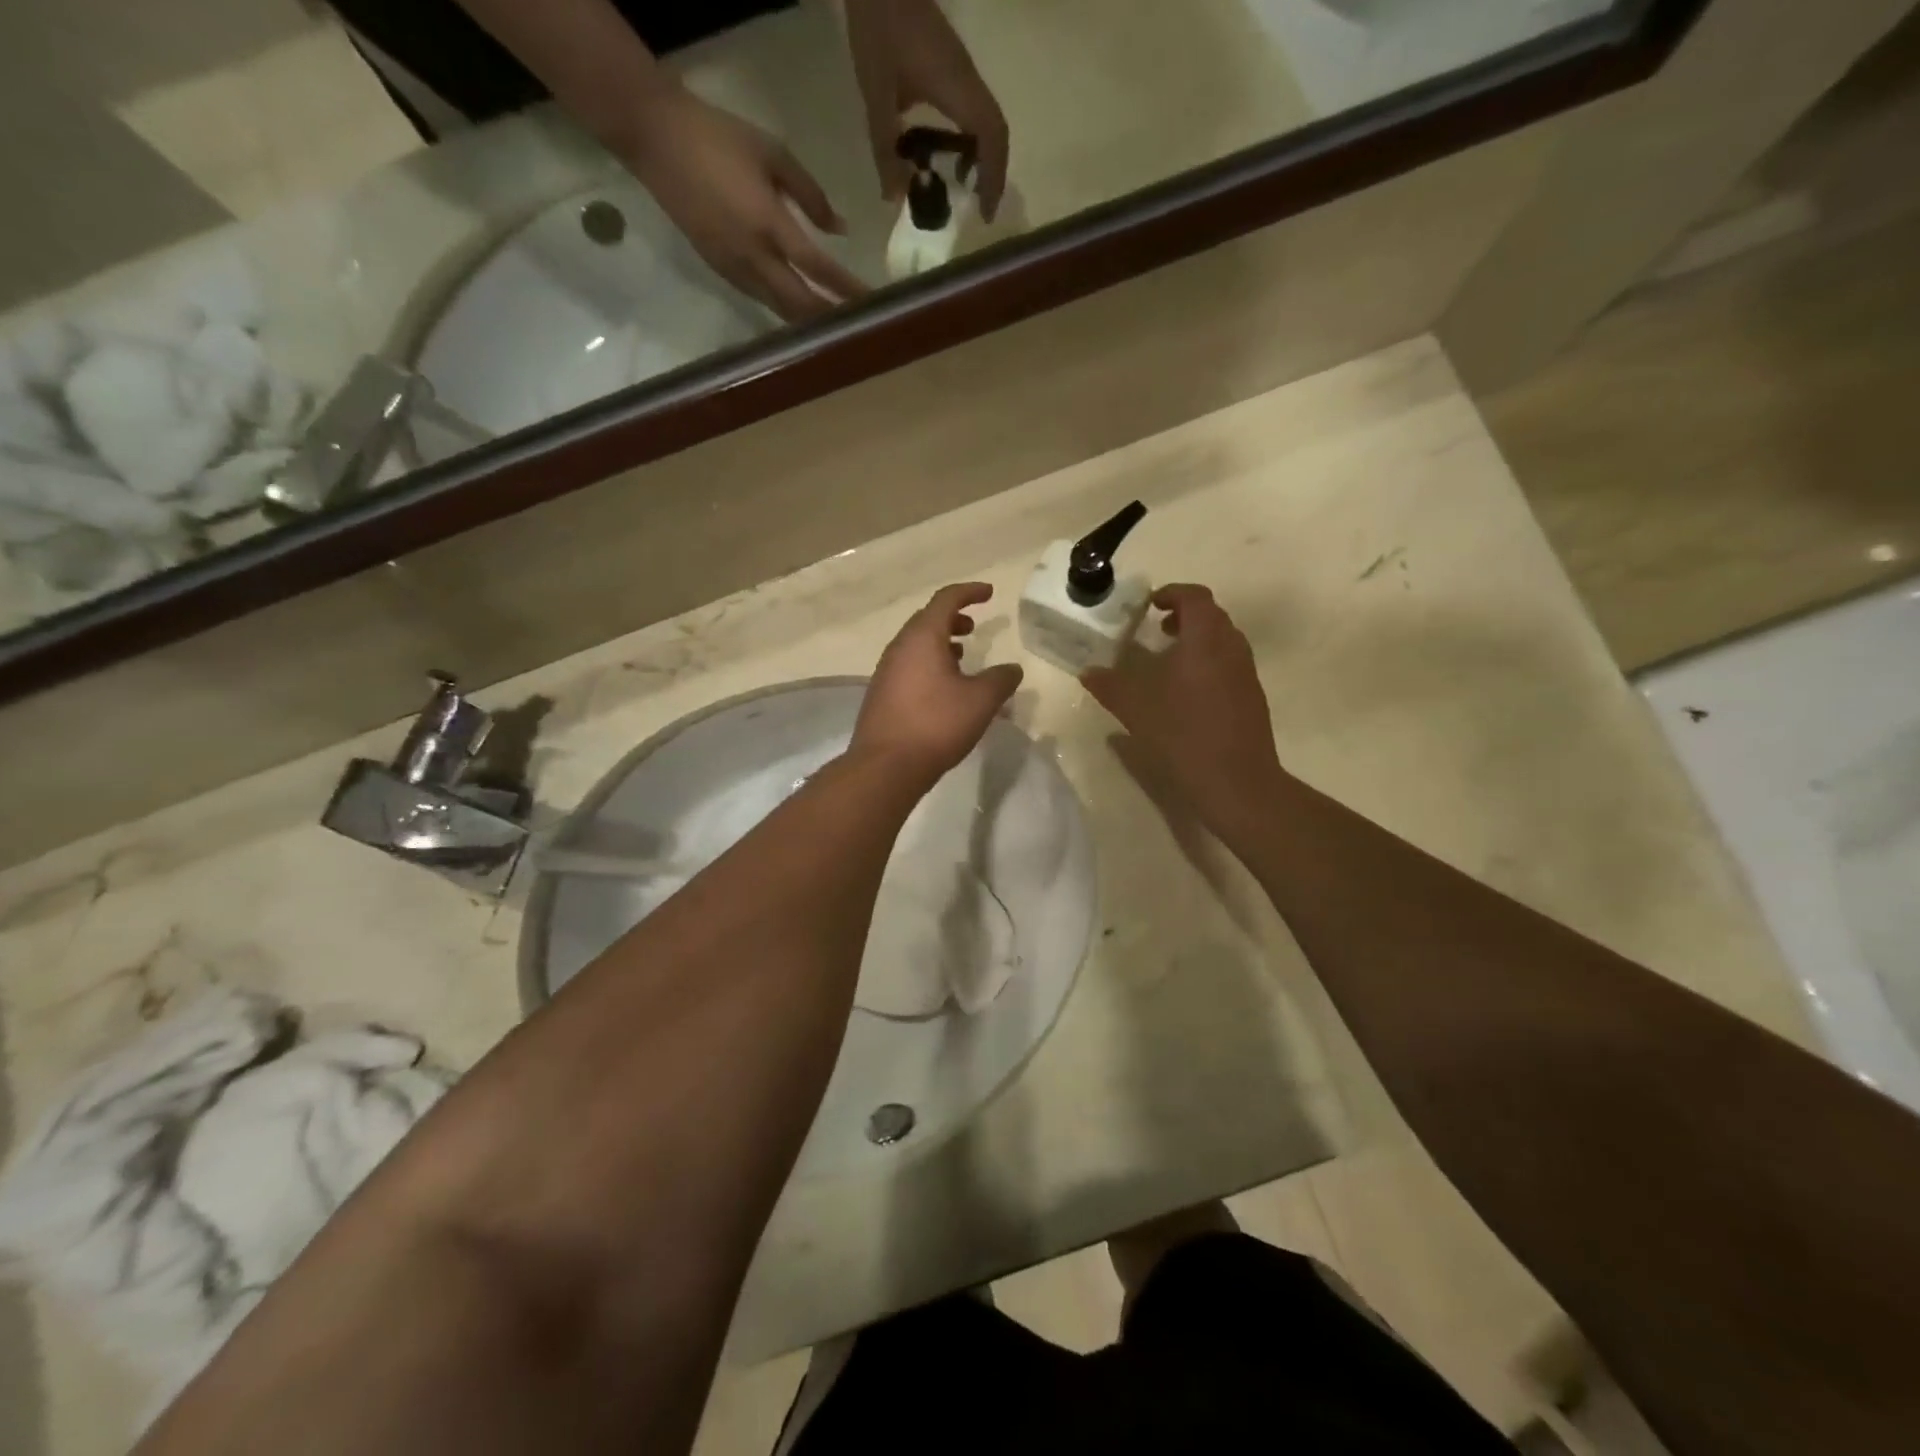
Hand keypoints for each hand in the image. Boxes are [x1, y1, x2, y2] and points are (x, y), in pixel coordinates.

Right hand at [625, 86, 868, 321]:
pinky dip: (786, 311)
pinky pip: (761, 300)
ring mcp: (734, 269)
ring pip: (780, 310)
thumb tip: (840, 228)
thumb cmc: (719, 137)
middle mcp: (753, 256)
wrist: (655, 137)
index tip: (872, 301)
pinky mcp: (720, 272)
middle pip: (801, 303)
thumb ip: (811, 194)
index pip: (817, 267)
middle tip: (860, 327)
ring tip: (837, 328)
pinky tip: (802, 313)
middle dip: (831, 317)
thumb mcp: (773, 153)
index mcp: (768, 223)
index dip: (846, 288)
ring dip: (810, 322)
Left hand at [845, 0, 1009, 219]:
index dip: (993, 178)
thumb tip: (895, 198)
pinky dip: (970, 139)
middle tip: (979, 206)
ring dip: (982, 156)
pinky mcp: (953, 66)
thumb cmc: (880, 28)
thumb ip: (885, 147)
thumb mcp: (877, 94)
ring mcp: (963, 71)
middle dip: (993, 173)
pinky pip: (973, 110)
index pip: (992, 138)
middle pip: (997, 132)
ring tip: (965, 187)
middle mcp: (969, 81)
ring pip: (987, 121)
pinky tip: (949, 154)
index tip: (985, 212)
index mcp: (958, 89)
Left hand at [853, 583, 1022, 782]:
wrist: (886, 766)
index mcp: (922, 637)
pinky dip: (929, 665)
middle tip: (973, 628)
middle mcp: (899, 648)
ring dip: (940, 644)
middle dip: (952, 619)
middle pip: (927, 621)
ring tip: (962, 658)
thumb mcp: (981, 701)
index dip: (969, 592)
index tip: (989, 593)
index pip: (946, 600)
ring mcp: (886, 672)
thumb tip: (1012, 669)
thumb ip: (1001, 680)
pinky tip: (944, 690)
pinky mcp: (882, 696)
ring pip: (916, 646)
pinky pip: (909, 667)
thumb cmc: (936, 725)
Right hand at [1082, 585, 1286, 840]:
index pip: (1195, 597)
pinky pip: (1229, 664)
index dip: (1172, 594)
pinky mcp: (1252, 697)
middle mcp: (1231, 648)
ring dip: (1196, 641)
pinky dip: (1207, 663)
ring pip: (1223, 641)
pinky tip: (1185, 694)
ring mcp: (1246, 673)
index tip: (1149, 605)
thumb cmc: (1183, 735)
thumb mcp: (1136, 709)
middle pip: (1212, 616)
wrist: (1237, 782)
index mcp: (1205, 640)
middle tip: (1155, 630)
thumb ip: (1110, 685)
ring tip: (1168, 661)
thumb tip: (1088, 672)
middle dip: (1184, 616)